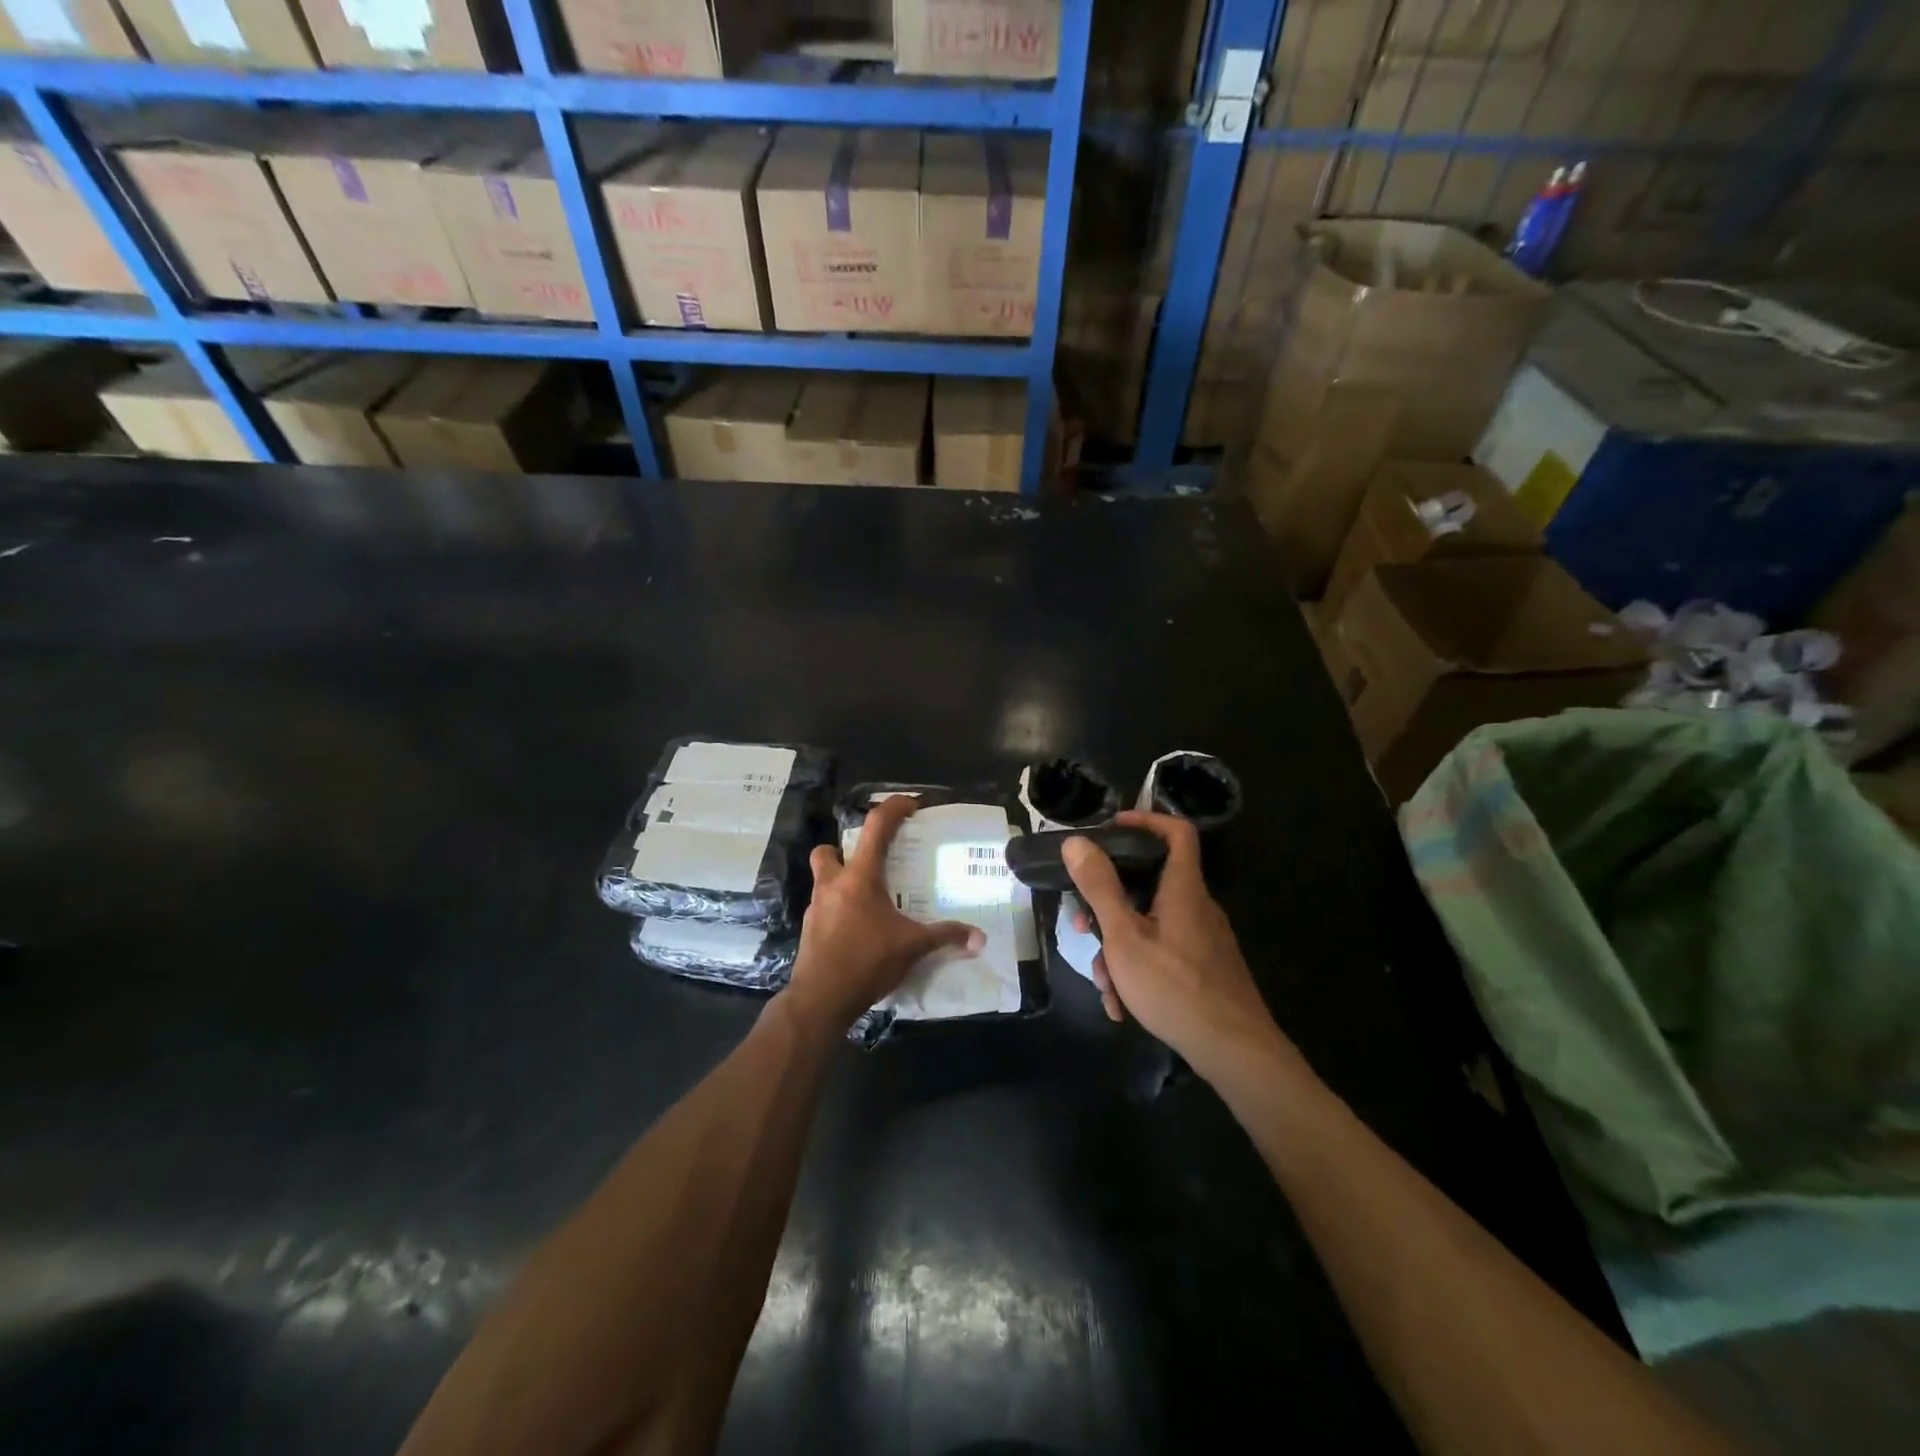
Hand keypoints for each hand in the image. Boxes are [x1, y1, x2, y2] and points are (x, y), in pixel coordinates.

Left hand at [784, 795, 984, 1030]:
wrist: (821, 999)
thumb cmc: (867, 961)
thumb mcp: (912, 947)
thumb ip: (945, 936)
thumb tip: (979, 938)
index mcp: (859, 877)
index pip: (875, 827)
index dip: (893, 808)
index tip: (910, 805)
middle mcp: (833, 884)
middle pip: (828, 850)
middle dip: (844, 850)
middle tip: (870, 863)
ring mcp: (816, 907)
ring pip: (823, 880)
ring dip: (841, 882)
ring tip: (867, 900)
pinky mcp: (809, 930)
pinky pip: (824, 908)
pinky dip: (838, 911)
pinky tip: (857, 929)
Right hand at [1065, 811, 1292, 1081]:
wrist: (1235, 1052)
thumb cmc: (1175, 987)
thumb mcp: (1125, 937)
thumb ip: (1100, 888)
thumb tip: (1076, 843)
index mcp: (1184, 889)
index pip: (1176, 832)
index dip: (1146, 820)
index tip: (1111, 829)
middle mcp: (1197, 907)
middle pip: (1150, 885)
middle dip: (1110, 906)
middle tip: (1085, 928)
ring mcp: (1203, 939)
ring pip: (1151, 926)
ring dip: (1120, 949)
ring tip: (1105, 986)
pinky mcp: (1205, 967)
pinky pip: (1164, 953)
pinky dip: (1139, 970)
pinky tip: (1123, 1006)